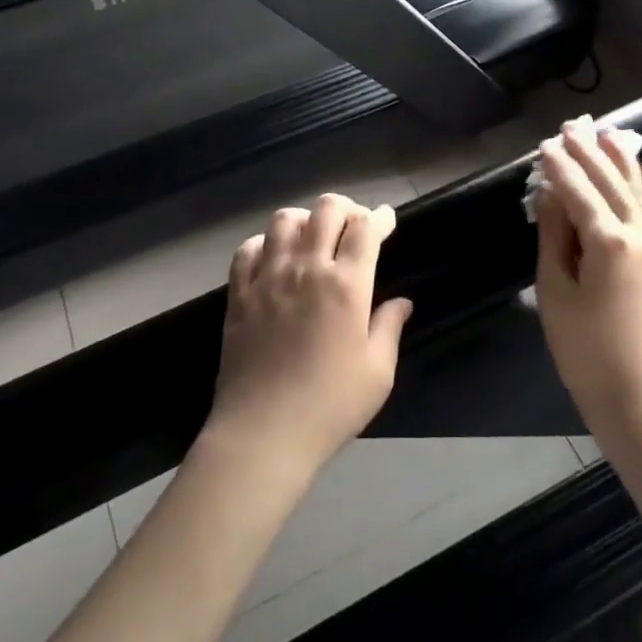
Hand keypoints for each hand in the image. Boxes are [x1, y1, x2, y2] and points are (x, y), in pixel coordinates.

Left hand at [204, 195, 412, 480]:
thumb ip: (389, 328)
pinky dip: (264, 242)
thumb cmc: (330, 406)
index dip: (380, 217)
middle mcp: (306, 268)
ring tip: (313, 236)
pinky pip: (248, 249)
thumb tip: (402, 302)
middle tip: (354, 225)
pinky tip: (273, 256)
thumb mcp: (377, 373)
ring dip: (305, 219)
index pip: (366, 229)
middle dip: (346, 208)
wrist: (263, 433)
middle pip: (326, 210)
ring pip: (284, 220)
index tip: (387, 218)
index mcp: (346, 285)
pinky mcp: (239, 293)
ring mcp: (268, 277)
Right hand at [534, 117, 641, 441]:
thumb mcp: (555, 289)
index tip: (544, 145)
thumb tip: (551, 193)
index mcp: (607, 241)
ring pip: (639, 192)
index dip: (558, 167)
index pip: (577, 191)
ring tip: (606, 133)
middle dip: (588, 153)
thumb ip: (554, 235)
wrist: (639, 397)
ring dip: (621, 161)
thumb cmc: (584, 348)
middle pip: (609, 183)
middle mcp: (639, 234)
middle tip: (570, 127)